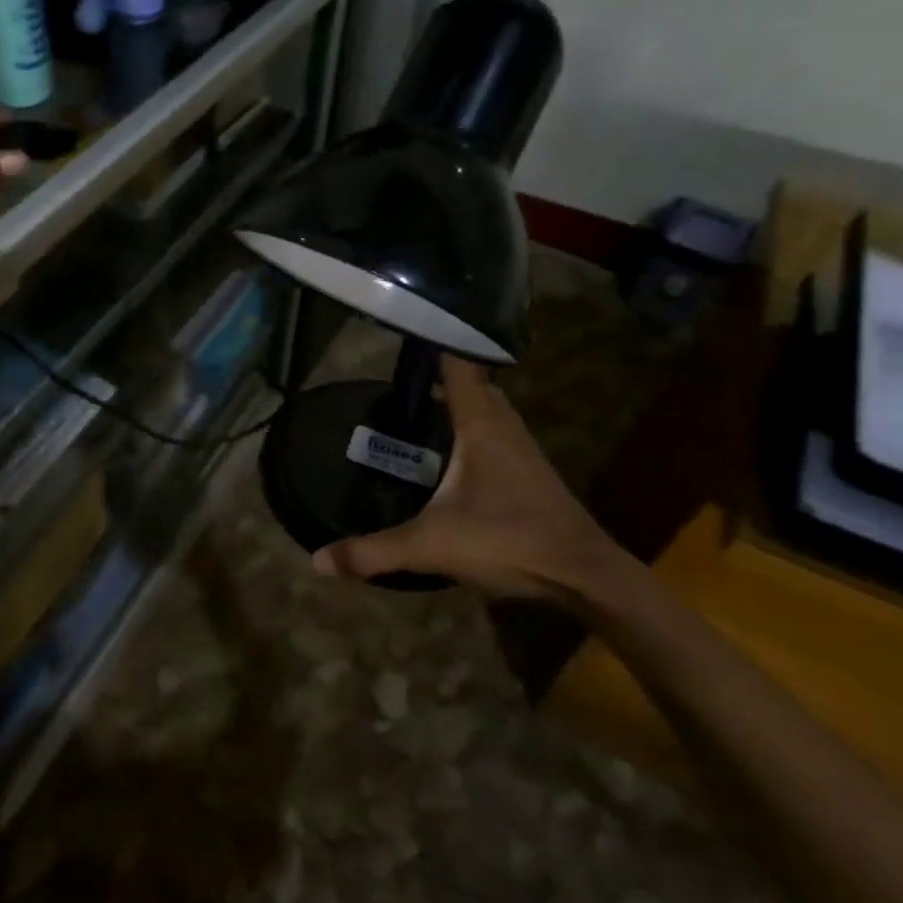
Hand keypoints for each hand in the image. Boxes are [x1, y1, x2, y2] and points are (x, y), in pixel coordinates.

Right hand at [313, 356, 637, 606]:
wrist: (584, 576)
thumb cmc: (508, 541)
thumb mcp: (431, 546)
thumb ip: (373, 551)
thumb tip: (318, 560)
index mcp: (480, 425)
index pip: (459, 363)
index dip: (435, 340)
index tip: (406, 326)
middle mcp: (504, 426)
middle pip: (473, 382)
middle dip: (441, 372)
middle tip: (399, 376)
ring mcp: (522, 448)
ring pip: (488, 407)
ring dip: (459, 400)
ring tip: (420, 406)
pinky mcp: (530, 472)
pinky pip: (495, 432)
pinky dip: (472, 427)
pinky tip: (450, 452)